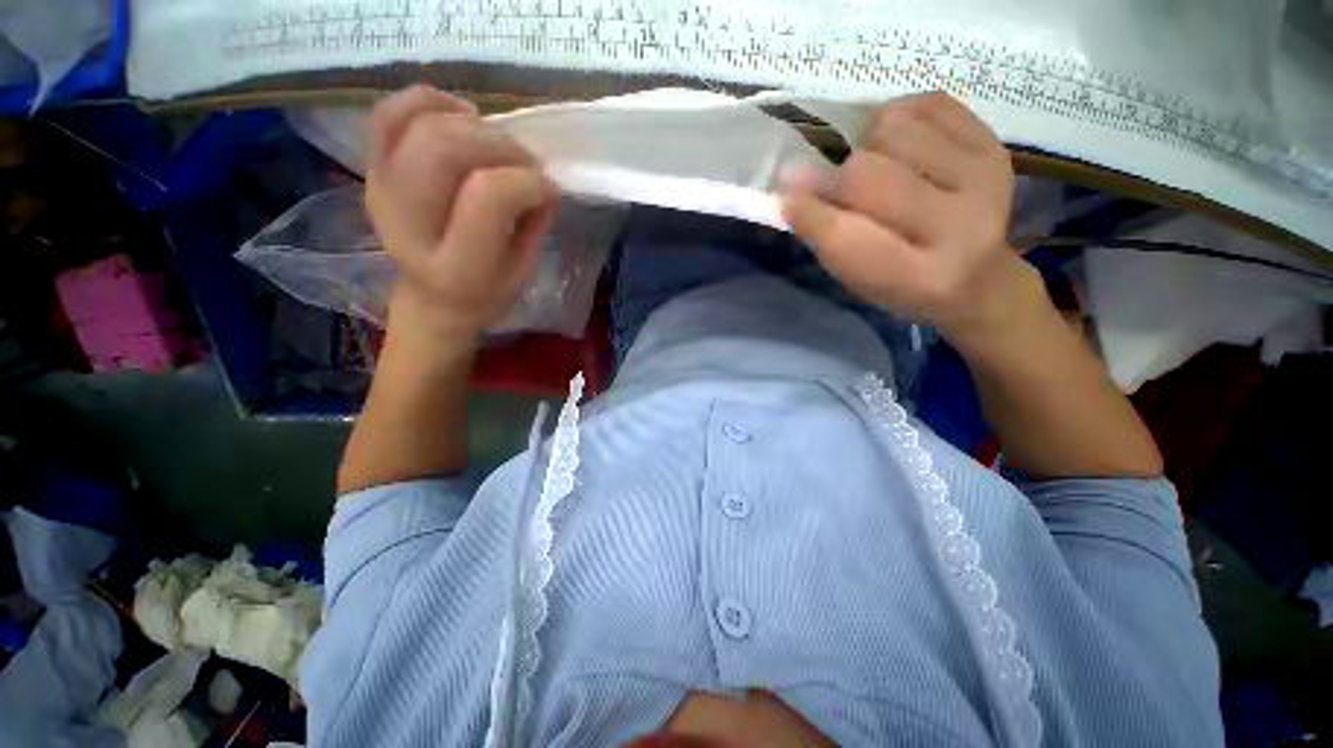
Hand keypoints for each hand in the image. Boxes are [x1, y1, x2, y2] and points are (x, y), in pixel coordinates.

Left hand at [366, 84, 559, 340]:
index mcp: (456, 267)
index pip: (488, 196)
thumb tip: (544, 180)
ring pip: (421, 125)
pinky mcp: (372, 171)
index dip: (527, 181)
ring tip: (499, 144)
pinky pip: (387, 114)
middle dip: (500, 145)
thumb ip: (535, 223)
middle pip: (445, 149)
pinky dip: (428, 100)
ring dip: (474, 125)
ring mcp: (382, 193)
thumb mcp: (523, 269)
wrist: (434, 297)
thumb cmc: (487, 290)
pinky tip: (462, 114)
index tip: (549, 188)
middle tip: (526, 162)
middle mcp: (409, 227)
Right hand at [782, 92, 1034, 343]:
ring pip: (892, 129)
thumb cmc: (901, 283)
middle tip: (833, 187)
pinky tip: (898, 144)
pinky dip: (898, 117)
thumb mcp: (857, 278)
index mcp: (916, 276)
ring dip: (867, 145)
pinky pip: (927, 103)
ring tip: (874, 165)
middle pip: (866, 175)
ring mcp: (982, 175)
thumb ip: (825, 235)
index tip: (786, 198)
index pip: (844, 235)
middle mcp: (958, 225)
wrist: (977, 275)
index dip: (808, 212)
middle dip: (835, 179)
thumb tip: (789, 183)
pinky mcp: (992, 141)